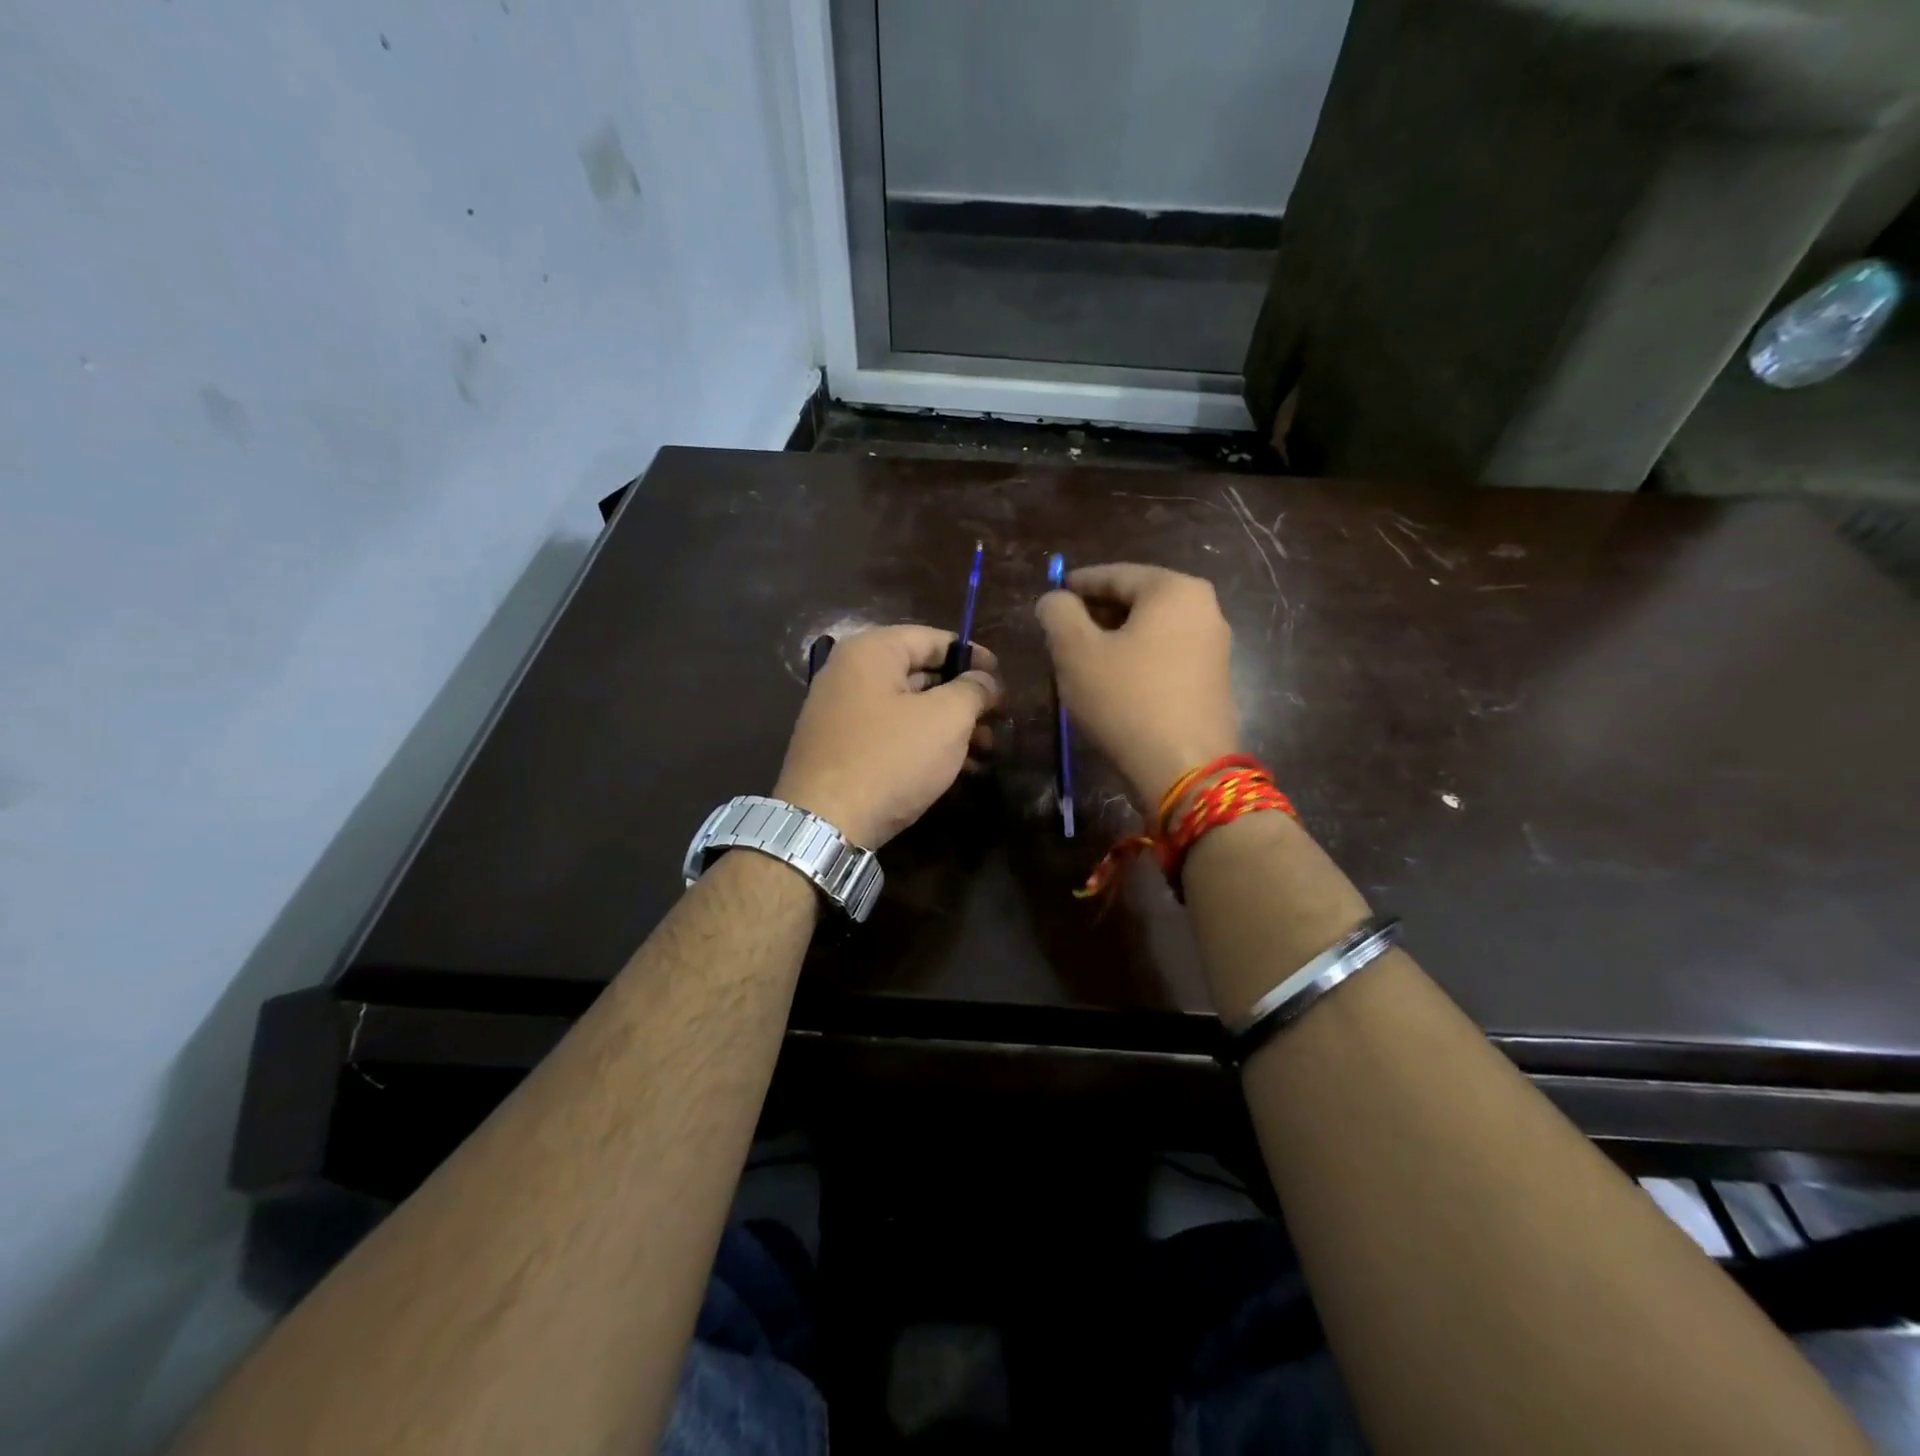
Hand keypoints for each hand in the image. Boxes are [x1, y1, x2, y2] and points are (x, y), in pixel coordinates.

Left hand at [774, 625, 1000, 848]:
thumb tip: (986, 680)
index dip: (974, 657)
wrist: (824, 823)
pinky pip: (890, 734)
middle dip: (964, 698)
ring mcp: (839, 712)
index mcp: (871, 651)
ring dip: (950, 726)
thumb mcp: (946, 719)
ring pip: (908, 708)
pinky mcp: (839, 748)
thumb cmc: (890, 758)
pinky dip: (923, 744)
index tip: (1003, 682)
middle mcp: (849, 673)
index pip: (933, 639)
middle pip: (921, 674)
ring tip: (985, 752)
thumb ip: (973, 690)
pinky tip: (955, 768)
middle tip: (998, 722)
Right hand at [1037, 563, 1238, 804]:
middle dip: (1096, 613)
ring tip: (1081, 658)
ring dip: (1115, 638)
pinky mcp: (1213, 680)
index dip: (1078, 584)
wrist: (1184, 769)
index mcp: (1174, 590)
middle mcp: (1204, 608)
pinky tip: (1113, 681)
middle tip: (1061, 630)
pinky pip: (1166, 655)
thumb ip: (1058, 614)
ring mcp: (1214, 646)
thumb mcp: (1076, 652)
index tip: (1052, 594)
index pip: (1115, 575)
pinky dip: (1137, 659)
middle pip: (1137, 600)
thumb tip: (1054, 600)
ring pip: (1151, 630)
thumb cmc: (1127, 699)